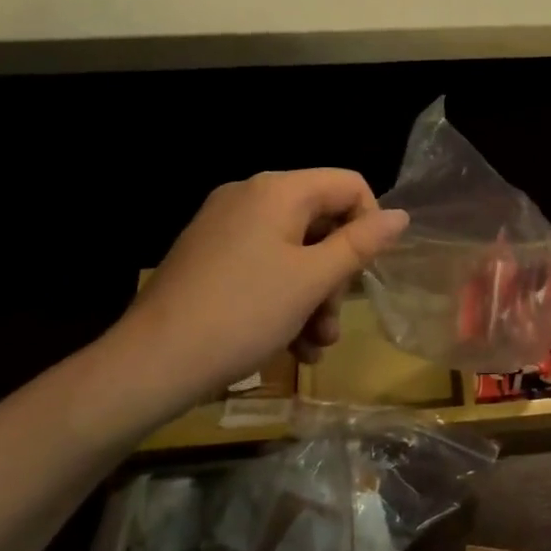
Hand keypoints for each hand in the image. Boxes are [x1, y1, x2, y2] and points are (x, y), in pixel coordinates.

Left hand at [101, 169, 408, 430]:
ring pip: (294, 251)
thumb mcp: (312, 280)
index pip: (348, 185)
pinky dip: (283, 299)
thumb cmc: (242, 314)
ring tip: (316, 347)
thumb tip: (401, 215)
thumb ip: (361, 244)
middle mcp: (249, 197)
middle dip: (337, 274)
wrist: (149, 365)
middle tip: (333, 321)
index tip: (367, 272)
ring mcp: (225, 228)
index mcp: (277, 190)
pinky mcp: (209, 257)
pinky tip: (291, 347)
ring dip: (314, 297)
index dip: (369, 224)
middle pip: (321, 221)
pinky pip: (264, 266)